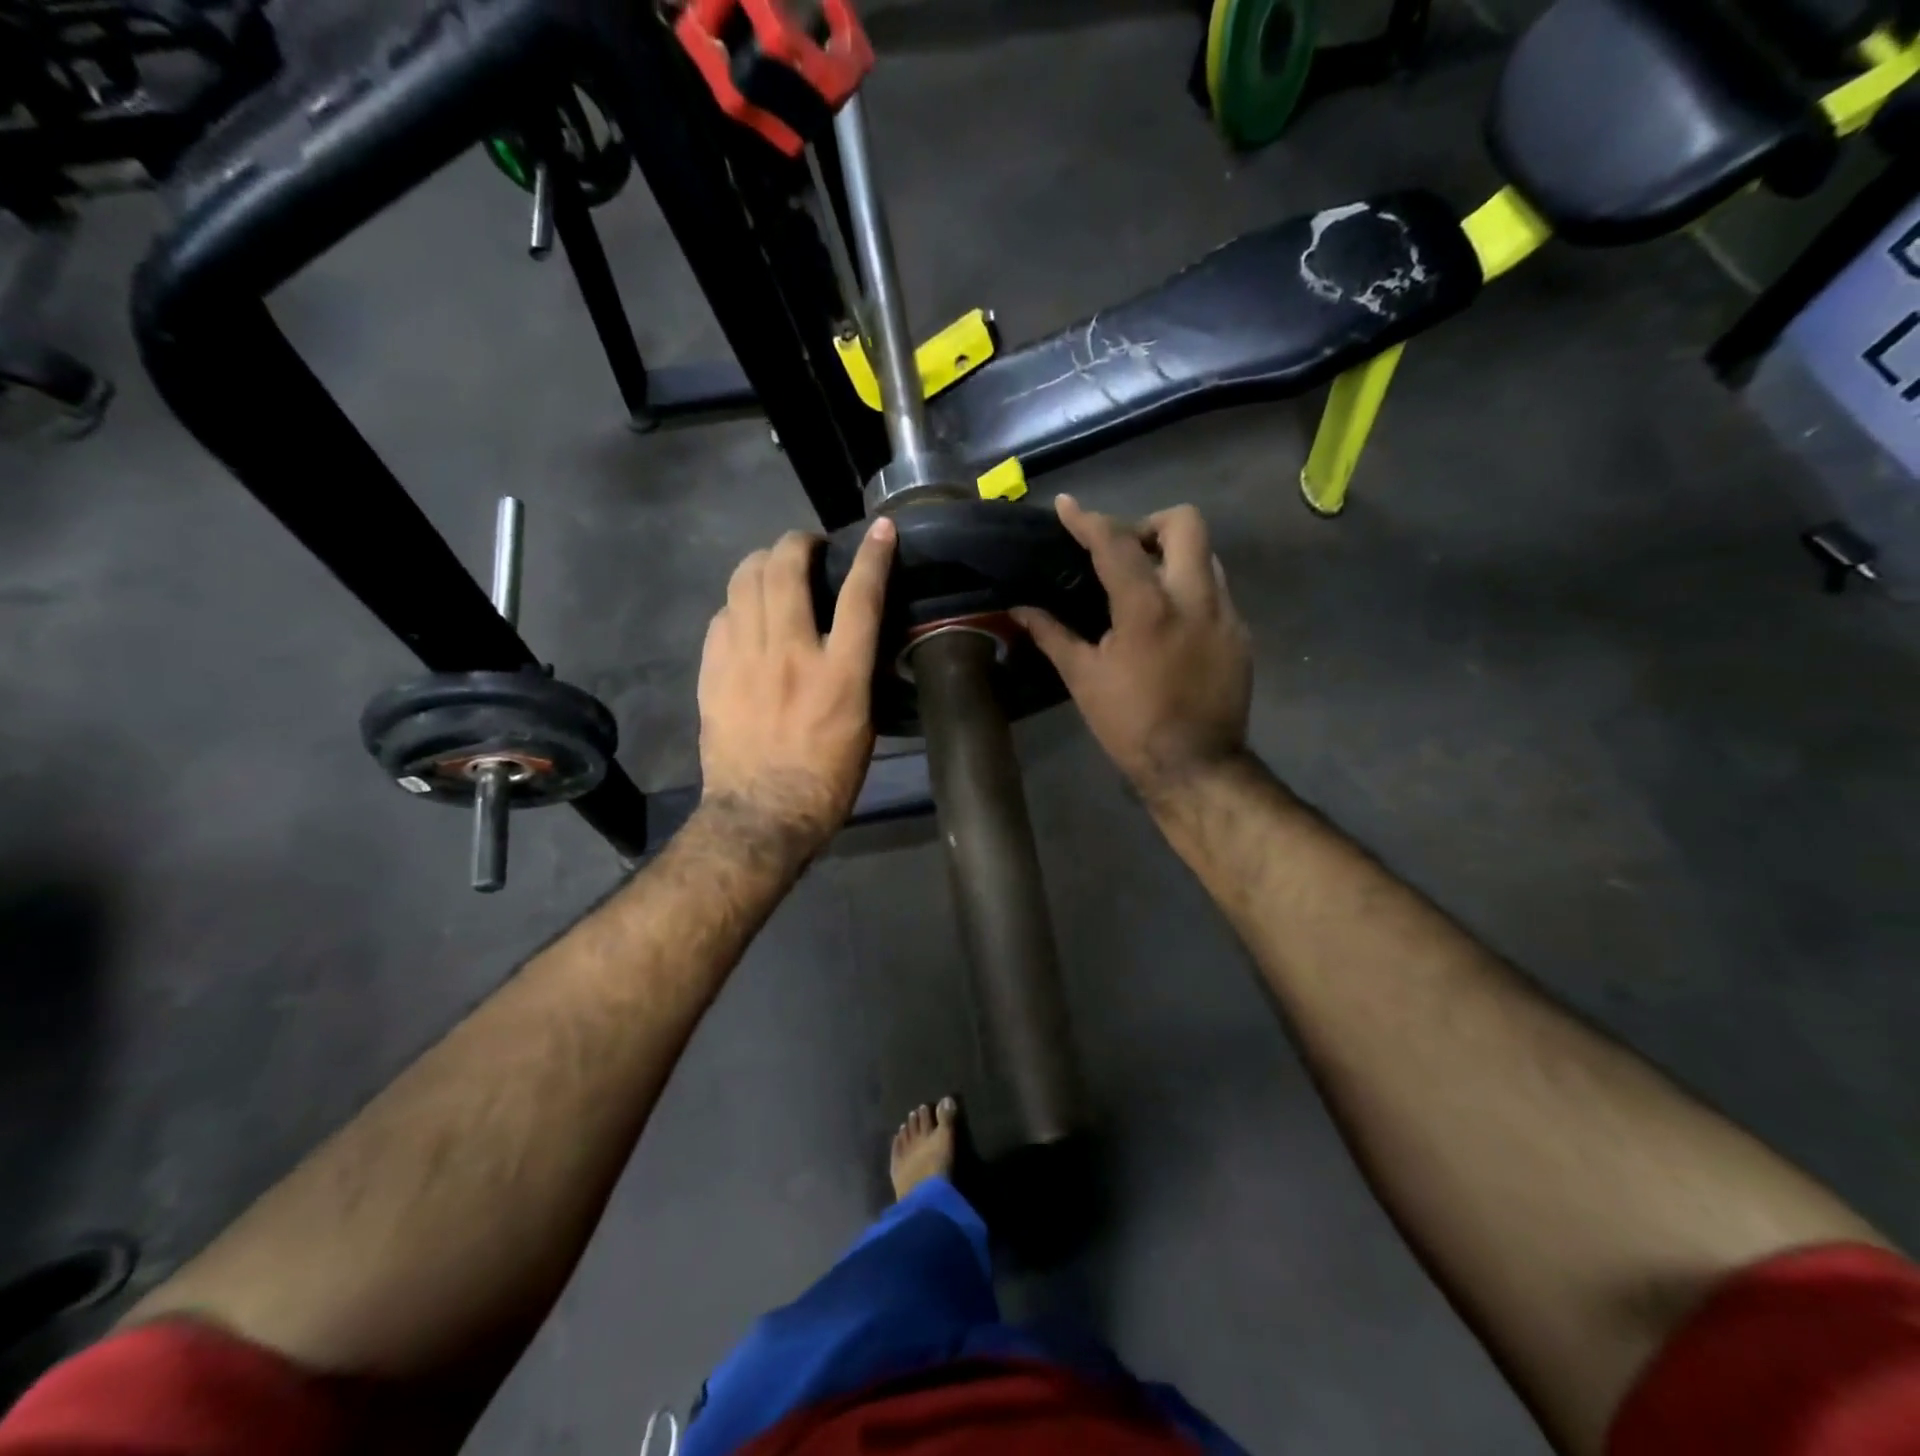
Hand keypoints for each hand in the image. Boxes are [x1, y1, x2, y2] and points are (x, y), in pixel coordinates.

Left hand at [697, 518, 895, 854]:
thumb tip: (851, 639)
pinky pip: (721, 616)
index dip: (872, 555)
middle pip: (787, 569)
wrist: (761, 815)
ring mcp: (744, 660)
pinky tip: (746, 614)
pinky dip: (738, 604)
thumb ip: (856, 673)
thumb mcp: (863, 726)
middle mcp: (790, 654)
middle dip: (799, 542)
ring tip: (774, 568)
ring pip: (744, 581)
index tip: (879, 530)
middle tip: (808, 547)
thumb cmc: (827, 780)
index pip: (860, 596)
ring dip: (763, 562)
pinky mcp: (713, 672)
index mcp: (839, 674)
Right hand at [1013, 496, 1250, 802]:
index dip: (1087, 520)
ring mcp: (1225, 614)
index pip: (1115, 544)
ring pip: (1206, 555)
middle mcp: (1194, 597)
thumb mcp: (1083, 679)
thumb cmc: (1130, 724)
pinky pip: (1217, 591)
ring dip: (1174, 556)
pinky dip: (1191, 591)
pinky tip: (1171, 624)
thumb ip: (1052, 634)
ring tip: (1148, 586)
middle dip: (1150, 524)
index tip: (1068, 506)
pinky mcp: (1241, 634)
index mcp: (1147, 608)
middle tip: (1126, 552)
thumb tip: (1019, 608)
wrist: (1195, 766)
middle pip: (1185, 522)